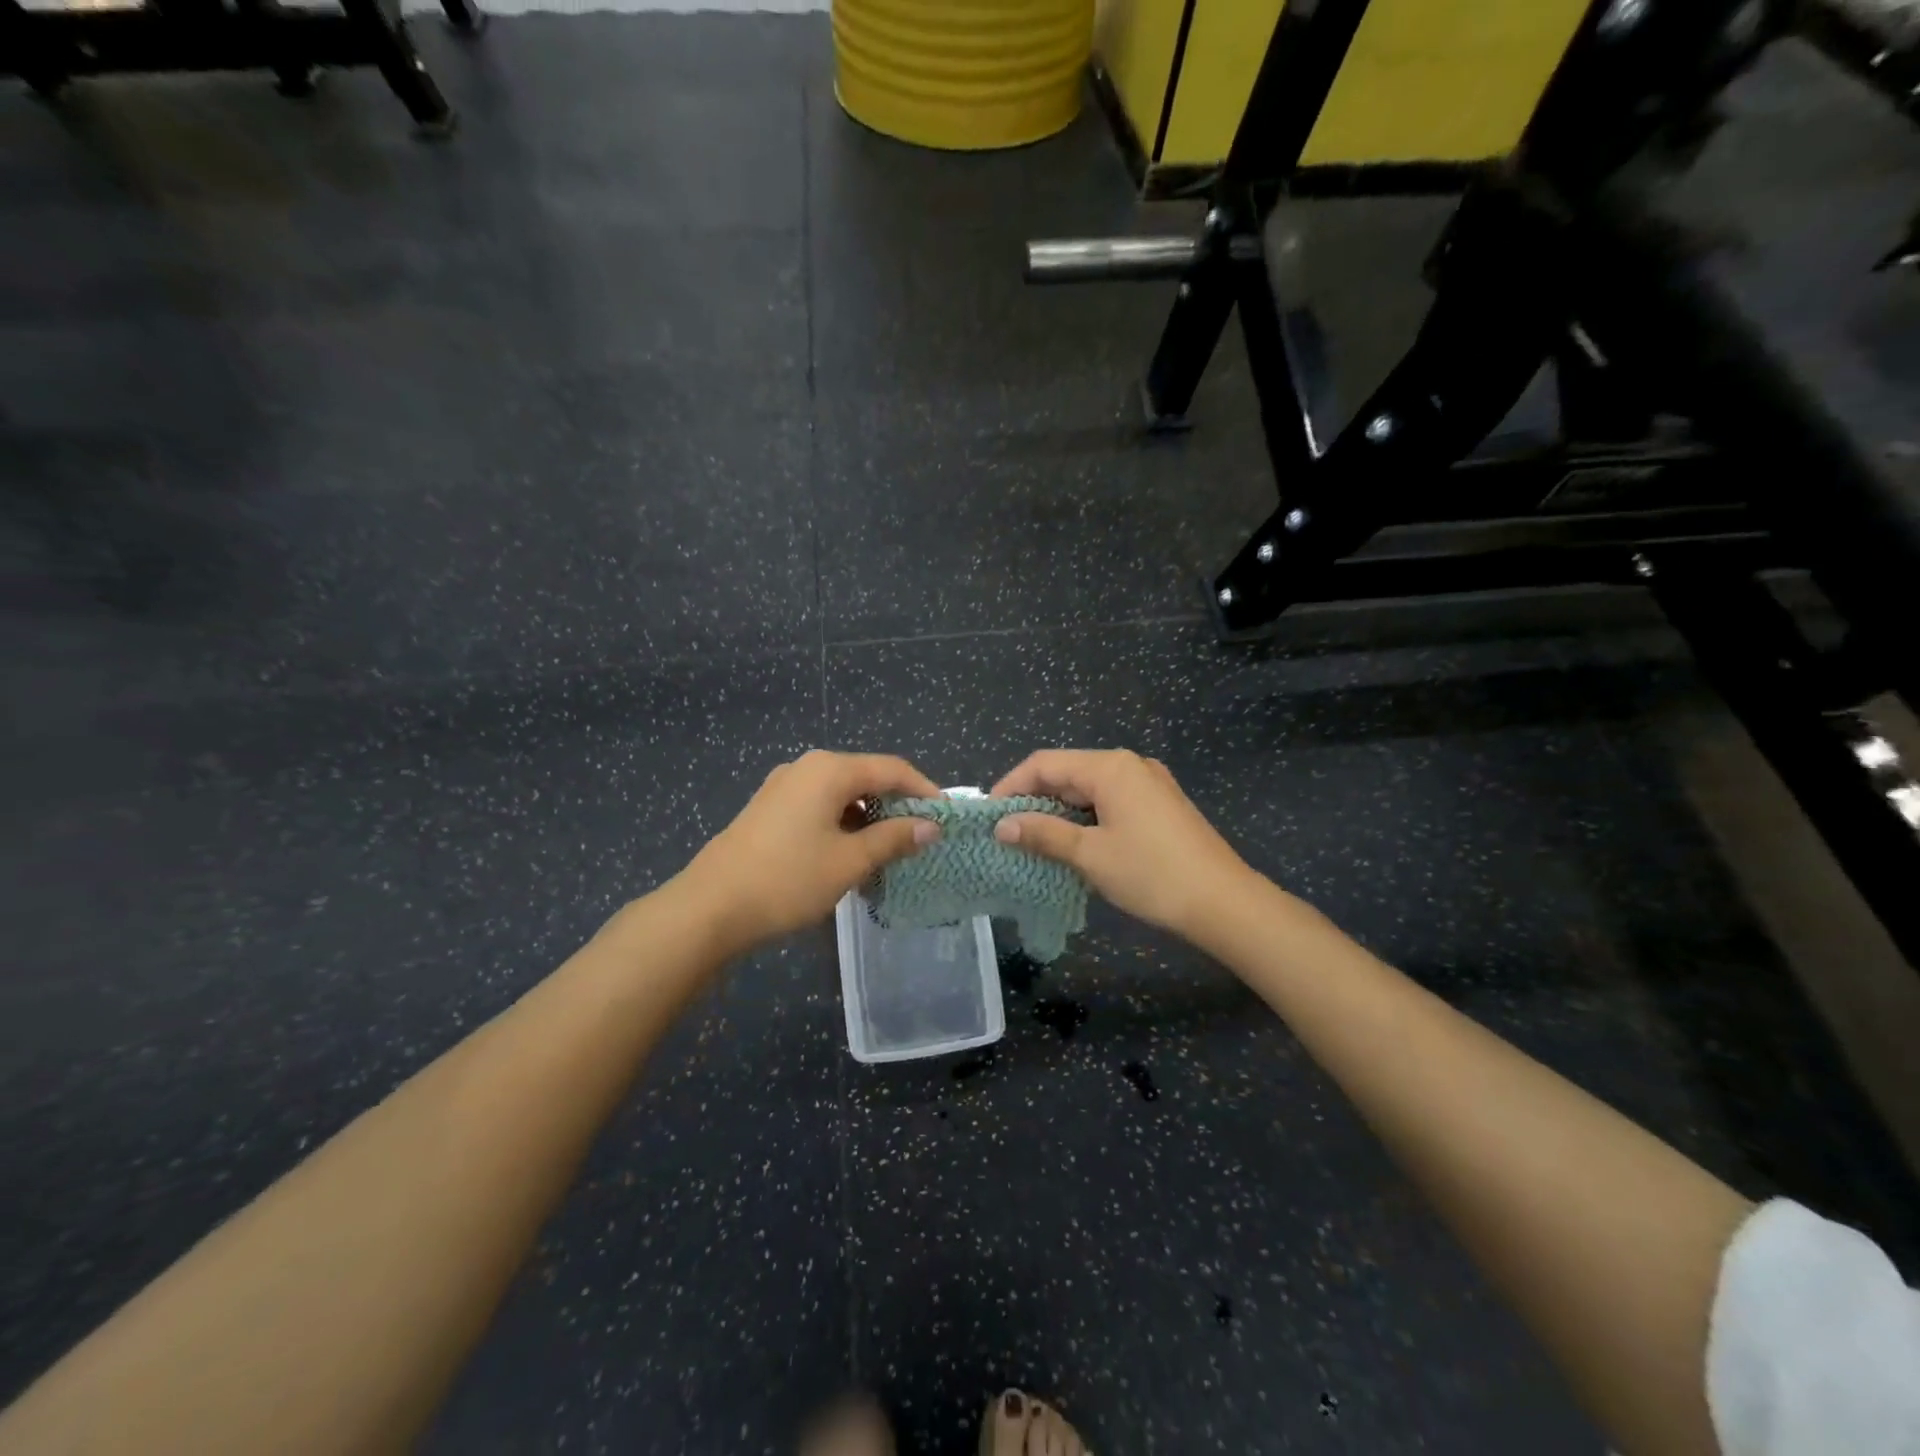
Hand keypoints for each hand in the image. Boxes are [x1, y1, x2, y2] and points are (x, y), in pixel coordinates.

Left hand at [677, 751, 942, 953]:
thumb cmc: (788, 879)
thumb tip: (931, 826)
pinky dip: (843, 825)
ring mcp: (783, 787)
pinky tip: (850, 855)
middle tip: (921, 837)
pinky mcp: (769, 810)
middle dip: (897, 805)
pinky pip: (819, 807)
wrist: (709, 908)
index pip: (892, 768)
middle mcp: (806, 767)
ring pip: (842, 794)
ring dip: (869, 819)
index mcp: (829, 770)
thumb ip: (894, 838)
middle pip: (866, 777)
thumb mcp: (849, 861)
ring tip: (890, 852)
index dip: (924, 790)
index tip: (946, 818)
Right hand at [991, 749, 1258, 940]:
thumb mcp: (1090, 855)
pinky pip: (1110, 801)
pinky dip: (1085, 818)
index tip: (988, 815)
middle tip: (1007, 832)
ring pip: (1088, 789)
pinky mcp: (1159, 805)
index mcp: (1110, 767)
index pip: (1045, 763)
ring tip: (1033, 841)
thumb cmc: (1152, 874)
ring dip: (1059, 811)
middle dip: (1034, 799)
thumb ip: (1043, 834)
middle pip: (1067, 772)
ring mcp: (1149, 784)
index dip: (1011, 785)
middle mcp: (1129, 765)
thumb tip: (1002, 826)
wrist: (1224, 903)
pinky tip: (1073, 843)